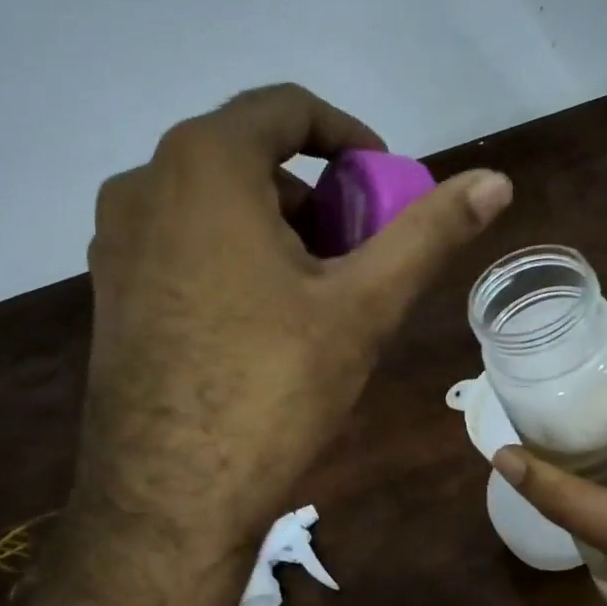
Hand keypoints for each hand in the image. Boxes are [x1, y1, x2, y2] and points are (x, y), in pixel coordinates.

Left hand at [0, 85, 509, 605]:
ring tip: (320, 294)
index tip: (386, 185)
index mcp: (204, 166)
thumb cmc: (272, 388)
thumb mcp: (364, 306)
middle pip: (251, 158)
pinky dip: (235, 256)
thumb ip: (429, 233)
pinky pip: (184, 243)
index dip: (351, 138)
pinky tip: (265, 321)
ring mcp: (115, 240)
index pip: (287, 109)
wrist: (168, 497)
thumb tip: (496, 180)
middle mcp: (144, 184)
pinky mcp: (110, 291)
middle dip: (319, 195)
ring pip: (215, 203)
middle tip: (361, 252)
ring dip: (279, 228)